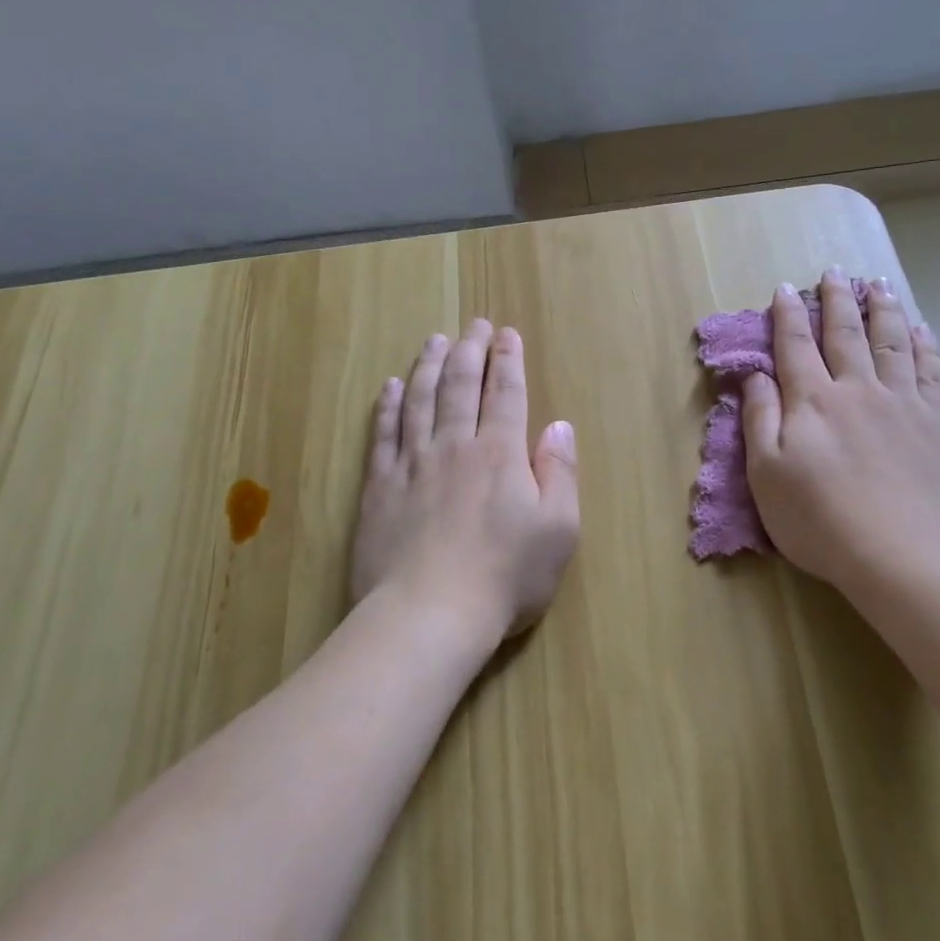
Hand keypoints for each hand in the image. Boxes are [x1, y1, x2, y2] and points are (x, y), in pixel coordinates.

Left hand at [351, 319, 580, 645]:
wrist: (428, 615)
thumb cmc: (505, 577)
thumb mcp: (558, 530)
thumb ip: (560, 472)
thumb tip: (559, 425)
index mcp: (501, 453)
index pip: (506, 393)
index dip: (508, 360)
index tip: (506, 334)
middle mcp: (455, 445)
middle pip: (461, 385)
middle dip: (470, 350)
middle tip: (474, 325)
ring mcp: (413, 464)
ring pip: (420, 400)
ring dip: (429, 366)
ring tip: (434, 340)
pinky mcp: (380, 487)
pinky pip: (383, 434)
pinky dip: (388, 406)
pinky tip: (390, 387)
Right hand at [741, 270, 939, 599]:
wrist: (903, 554)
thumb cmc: (821, 520)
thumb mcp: (766, 475)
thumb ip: (760, 419)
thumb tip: (754, 375)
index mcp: (812, 401)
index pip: (795, 346)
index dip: (788, 315)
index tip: (785, 289)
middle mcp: (857, 389)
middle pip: (846, 334)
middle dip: (837, 300)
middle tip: (834, 272)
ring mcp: (903, 402)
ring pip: (891, 342)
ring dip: (883, 309)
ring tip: (878, 284)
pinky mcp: (939, 421)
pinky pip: (930, 369)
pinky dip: (924, 344)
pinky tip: (921, 329)